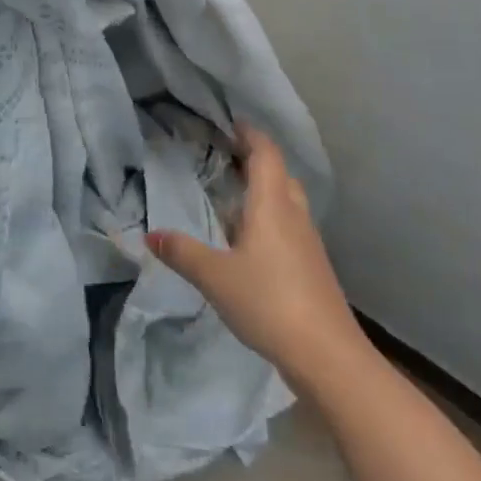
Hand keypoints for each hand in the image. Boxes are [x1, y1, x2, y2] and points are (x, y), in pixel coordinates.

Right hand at [148, 125, 369, 389]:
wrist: (329, 358)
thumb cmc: (270, 302)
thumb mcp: (215, 276)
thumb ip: (182, 252)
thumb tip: (151, 235)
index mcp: (272, 206)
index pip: (266, 154)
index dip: (250, 134)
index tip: (231, 122)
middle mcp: (294, 217)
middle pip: (280, 175)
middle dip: (256, 160)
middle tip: (226, 155)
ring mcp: (308, 244)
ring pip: (287, 202)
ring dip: (264, 191)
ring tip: (232, 194)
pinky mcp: (313, 269)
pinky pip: (290, 227)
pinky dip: (269, 219)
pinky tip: (249, 240)